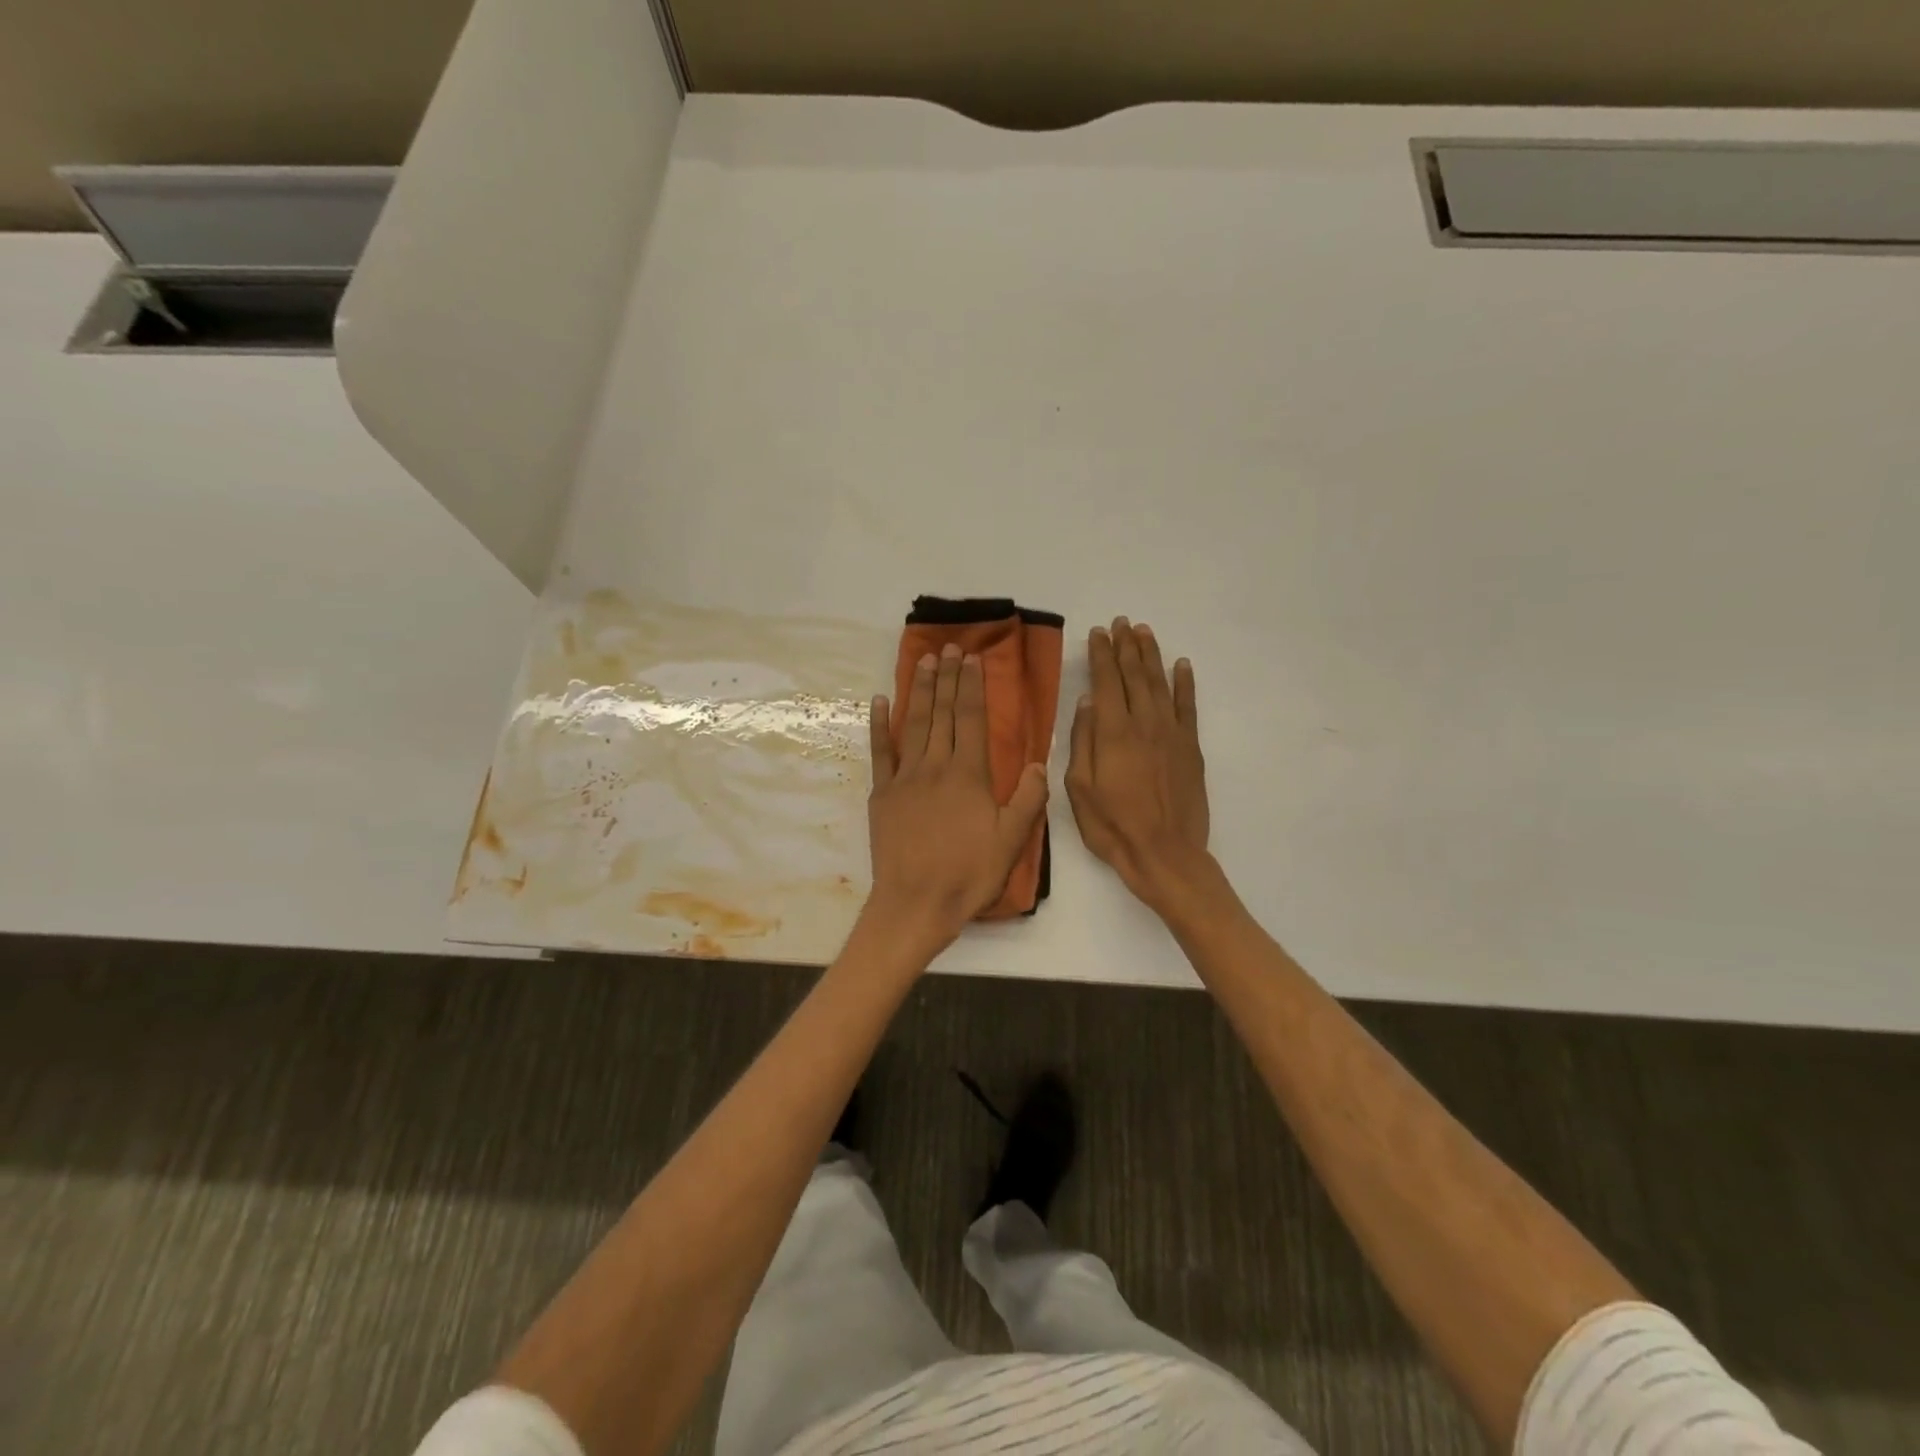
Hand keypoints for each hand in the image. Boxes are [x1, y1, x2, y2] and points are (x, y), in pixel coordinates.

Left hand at [866, 644, 1049, 948]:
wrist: (915, 903)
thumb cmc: (968, 874)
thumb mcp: (1012, 841)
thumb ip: (1029, 798)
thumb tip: (1041, 762)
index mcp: (969, 774)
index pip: (971, 719)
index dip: (972, 686)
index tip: (972, 660)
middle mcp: (936, 766)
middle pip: (942, 713)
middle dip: (947, 677)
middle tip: (949, 647)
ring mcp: (905, 777)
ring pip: (914, 724)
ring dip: (919, 690)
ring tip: (924, 661)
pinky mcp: (882, 793)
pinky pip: (881, 751)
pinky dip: (880, 725)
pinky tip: (879, 701)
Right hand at [1065, 618, 1210, 909]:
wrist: (1165, 854)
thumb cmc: (1113, 826)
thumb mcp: (1079, 789)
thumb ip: (1082, 741)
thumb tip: (1087, 702)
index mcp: (1113, 733)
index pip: (1106, 681)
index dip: (1102, 654)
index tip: (1098, 632)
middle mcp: (1144, 723)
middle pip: (1134, 675)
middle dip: (1126, 646)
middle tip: (1121, 622)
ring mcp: (1171, 734)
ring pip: (1160, 684)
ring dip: (1151, 655)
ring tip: (1144, 632)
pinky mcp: (1190, 748)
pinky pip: (1188, 706)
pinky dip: (1184, 683)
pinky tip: (1181, 665)